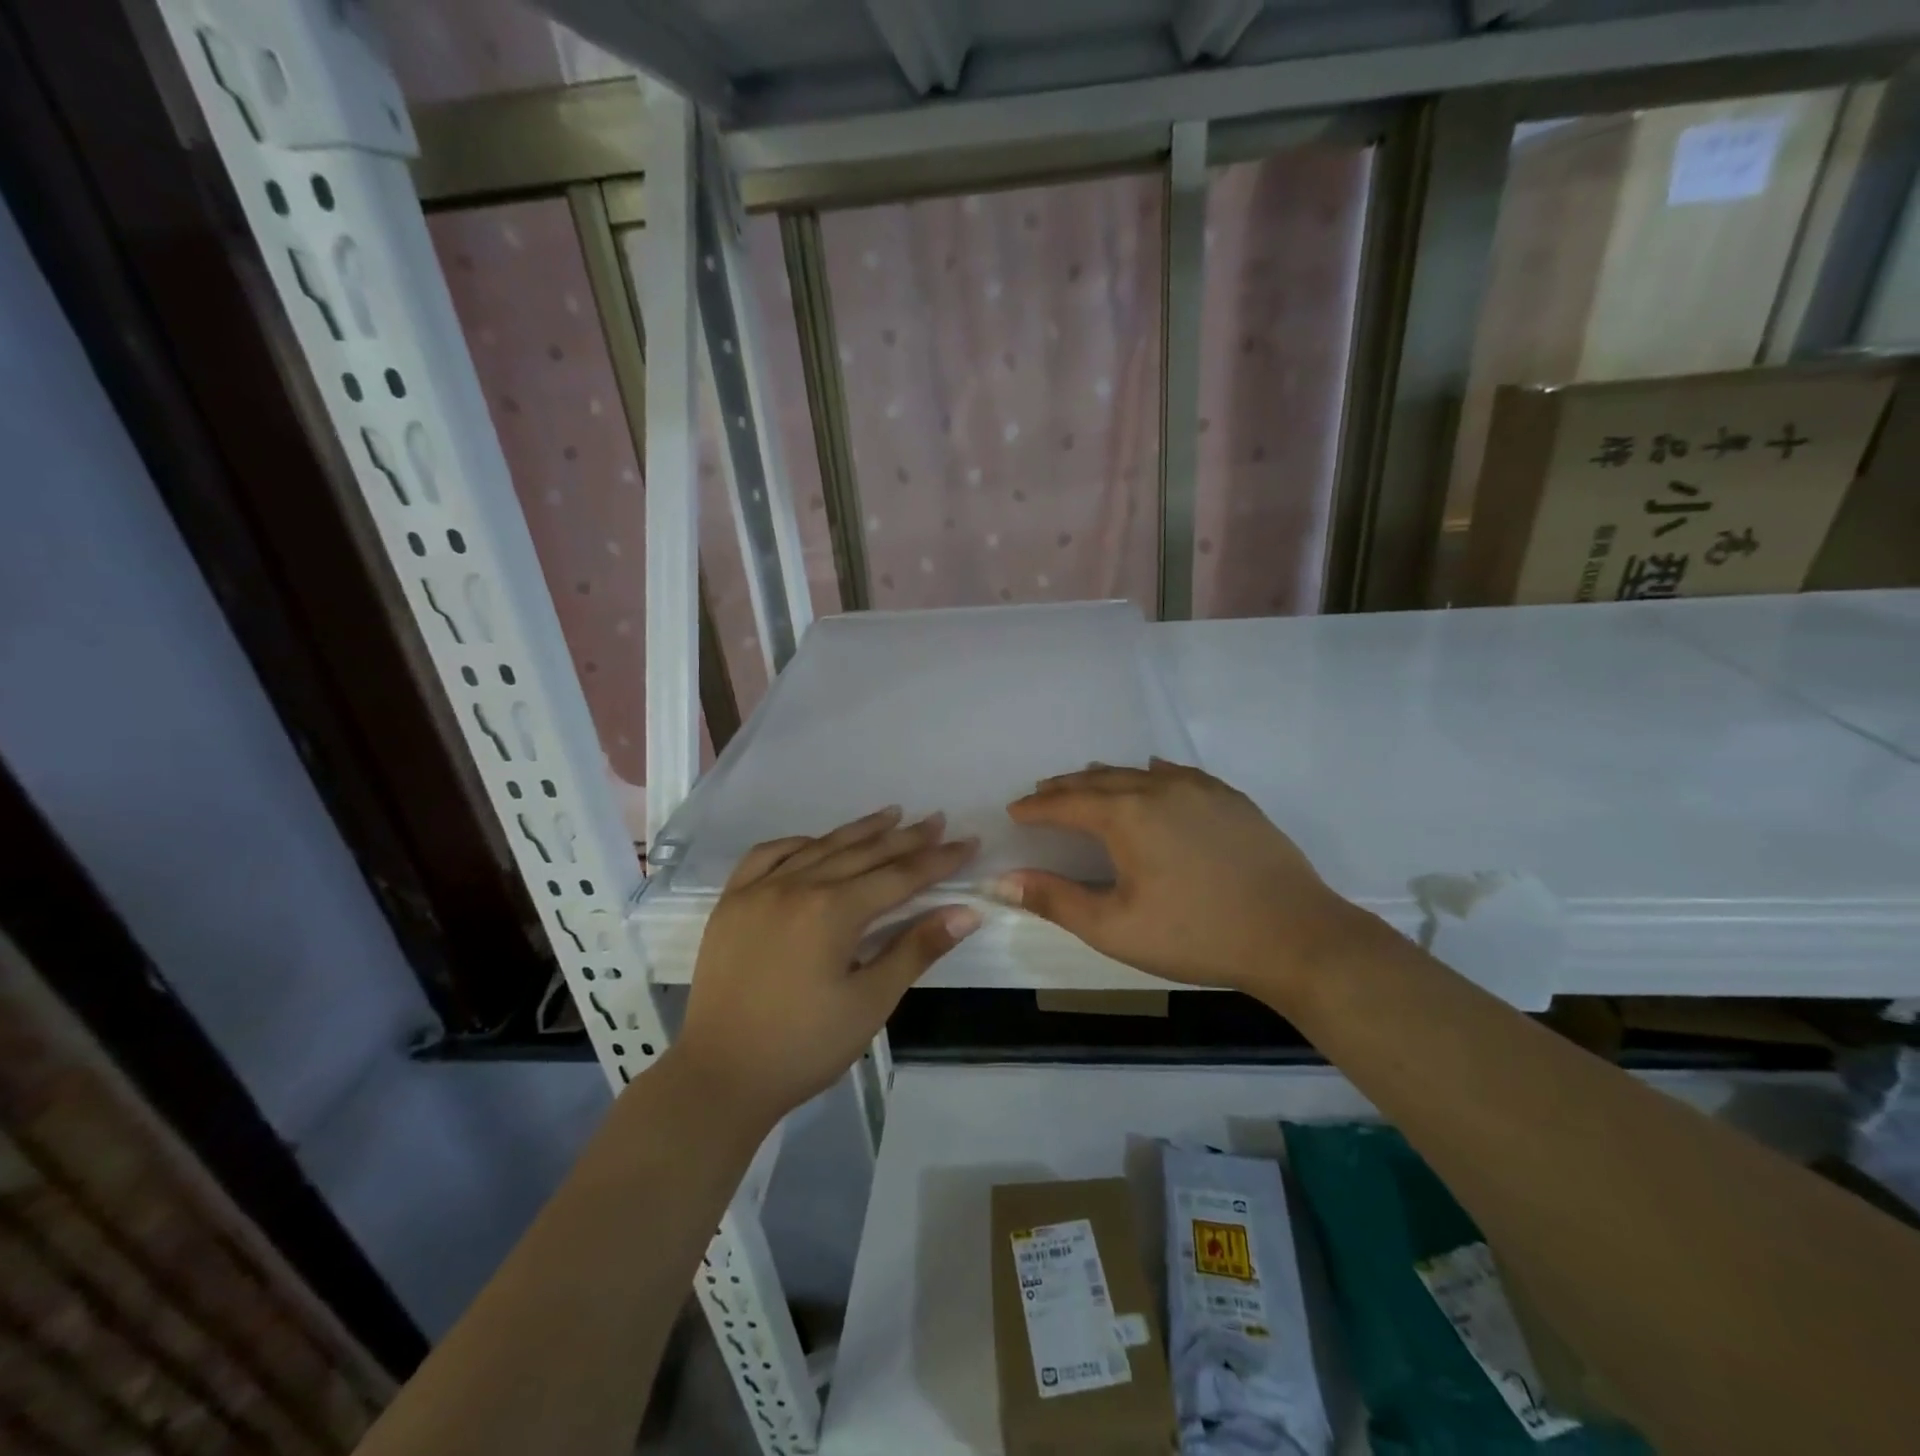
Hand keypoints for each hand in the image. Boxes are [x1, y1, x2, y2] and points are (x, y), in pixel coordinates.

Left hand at [671, 808, 979, 1127]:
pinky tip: (815, 842)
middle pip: (863, 854)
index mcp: (833, 911)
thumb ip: (917, 950)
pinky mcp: (731, 903)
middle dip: (906, 838)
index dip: (937, 860)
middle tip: (937, 820)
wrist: (720, 1077)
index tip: (967, 842)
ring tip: (892, 815)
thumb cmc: (804, 1047)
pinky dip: (798, 843)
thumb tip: (966, 912)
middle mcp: (796, 886)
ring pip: (820, 847)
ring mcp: (758, 890)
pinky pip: (767, 856)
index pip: (899, 876)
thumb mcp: (870, 1003)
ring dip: (859, 831)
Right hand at [995, 760, 1358, 1008]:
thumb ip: (1055, 900)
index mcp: (1127, 815)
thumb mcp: (1115, 928)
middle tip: (1042, 794)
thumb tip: (1003, 882)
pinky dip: (1151, 774)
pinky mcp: (1231, 798)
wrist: (1295, 935)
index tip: (1015, 811)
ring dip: (1105, 778)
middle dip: (1065, 787)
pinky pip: (1178, 774)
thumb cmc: (1196, 935)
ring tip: (1085, 784)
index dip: (1037, 807)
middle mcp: (1159, 787)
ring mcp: (1200, 789)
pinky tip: (1152, 774)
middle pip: (1099, 779)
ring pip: (1138, 772)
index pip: (1067, 803)